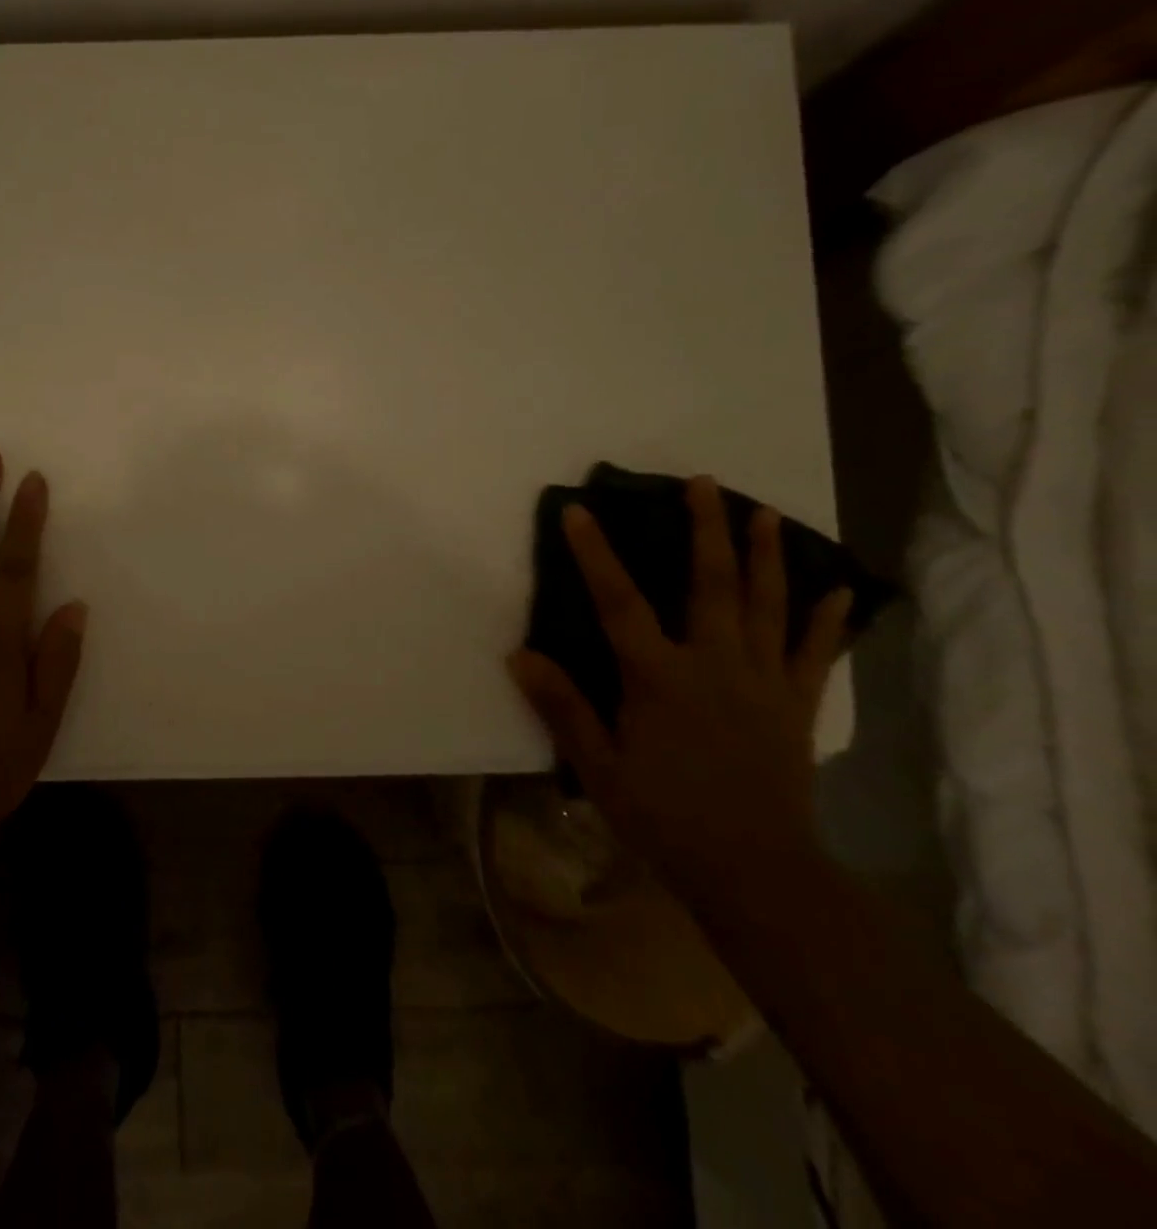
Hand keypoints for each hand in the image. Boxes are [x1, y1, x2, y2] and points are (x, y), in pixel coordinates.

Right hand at [508, 477, 851, 901]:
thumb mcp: (597, 765)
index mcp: (660, 678)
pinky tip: (836, 589)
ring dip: (766, 556)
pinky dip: (826, 619)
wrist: (755, 872)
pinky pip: (814, 653)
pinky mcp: (796, 705)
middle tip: (704, 483)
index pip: (620, 603)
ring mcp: (763, 682)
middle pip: (712, 585)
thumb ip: (561, 706)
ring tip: (765, 513)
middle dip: (705, 530)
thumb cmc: (664, 816)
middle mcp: (715, 665)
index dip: (596, 555)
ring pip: (768, 606)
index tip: (580, 511)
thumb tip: (519, 654)